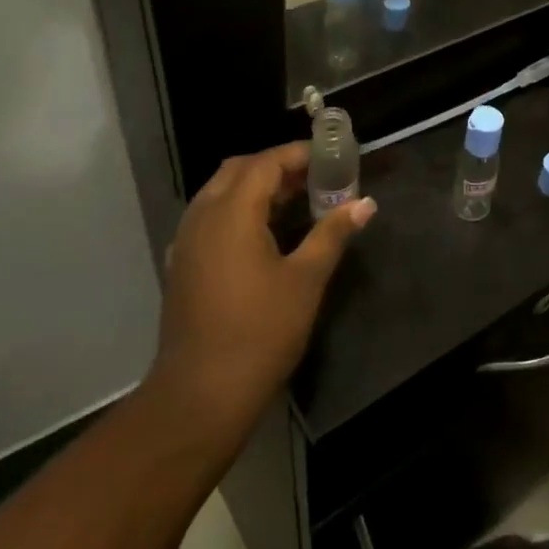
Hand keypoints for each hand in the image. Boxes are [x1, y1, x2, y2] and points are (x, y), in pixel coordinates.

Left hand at [144, 143, 374, 429]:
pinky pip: (211, 218)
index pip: (265, 163)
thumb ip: (333, 233)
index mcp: (231, 213)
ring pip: (220, 193)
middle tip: (316, 178)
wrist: (202, 394)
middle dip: (277, 166)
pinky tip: (265, 235)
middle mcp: (202, 217)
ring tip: (297, 202)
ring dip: (257, 188)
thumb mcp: (306, 279)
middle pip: (238, 170)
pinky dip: (239, 211)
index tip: (332, 159)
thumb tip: (365, 203)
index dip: (299, 155)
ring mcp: (187, 242)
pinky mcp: (184, 265)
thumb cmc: (261, 331)